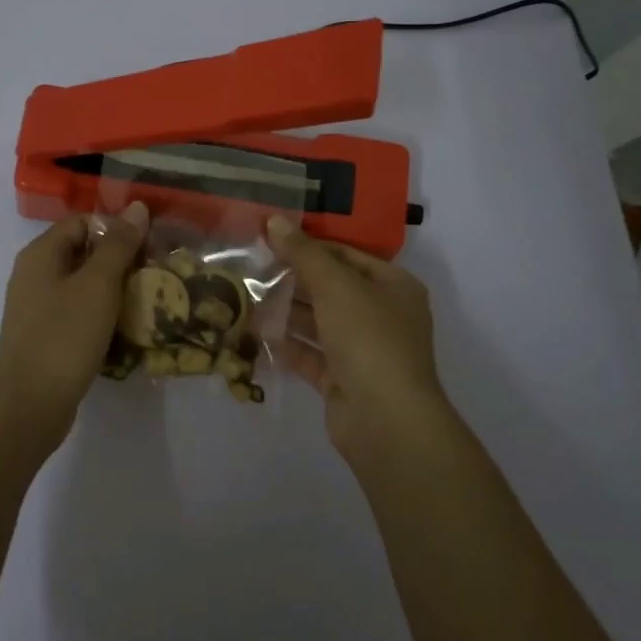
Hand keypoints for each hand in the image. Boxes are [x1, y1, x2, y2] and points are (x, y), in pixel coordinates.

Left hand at [0, 201, 148, 456]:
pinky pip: (77, 312)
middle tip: (154, 275)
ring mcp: (37, 307)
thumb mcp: (98, 285)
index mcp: (41, 254)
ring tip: (146, 301)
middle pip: (83, 252)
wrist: (30, 405)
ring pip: (82, 285)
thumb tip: (137, 207)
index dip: (116, 228)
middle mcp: (34, 274)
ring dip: (114, 289)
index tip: (148, 248)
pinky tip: (124, 329)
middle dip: (120, 260)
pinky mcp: (45, 336)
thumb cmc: (65, 336)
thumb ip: (118, 244)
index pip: (82, 222)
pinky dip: (101, 314)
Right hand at [267, 215, 450, 453]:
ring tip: (247, 297)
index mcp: (393, 286)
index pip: (347, 255)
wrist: (386, 420)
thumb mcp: (335, 286)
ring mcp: (364, 350)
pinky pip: (312, 355)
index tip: (270, 239)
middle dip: (293, 279)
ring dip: (287, 312)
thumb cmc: (368, 338)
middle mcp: (383, 315)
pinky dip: (289, 345)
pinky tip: (258, 334)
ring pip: (320, 323)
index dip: (310, 245)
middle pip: (332, 288)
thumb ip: (303, 253)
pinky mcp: (344, 380)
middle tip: (252, 267)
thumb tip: (275, 220)